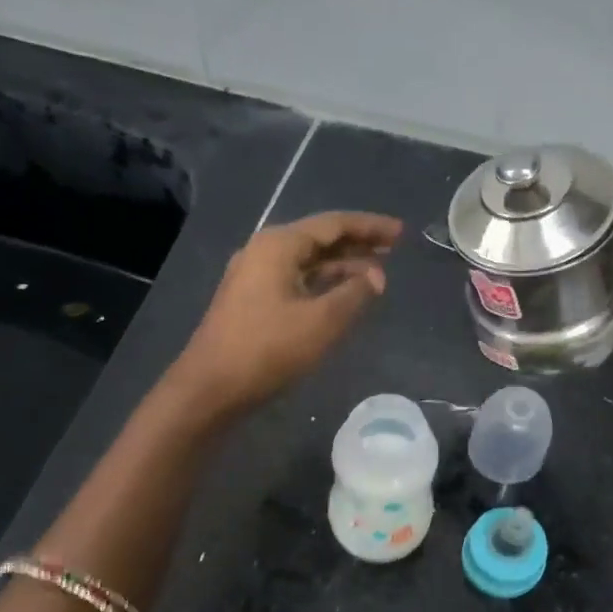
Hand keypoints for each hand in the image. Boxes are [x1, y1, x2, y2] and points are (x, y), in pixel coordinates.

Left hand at [170, 210, 402, 414]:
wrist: (211, 387)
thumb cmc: (268, 349)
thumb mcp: (321, 322)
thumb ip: (354, 294)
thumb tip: (377, 276)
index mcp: (279, 245)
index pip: (333, 224)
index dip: (370, 227)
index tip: (400, 233)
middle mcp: (264, 251)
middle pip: (319, 239)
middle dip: (357, 245)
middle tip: (393, 250)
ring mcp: (255, 277)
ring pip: (308, 262)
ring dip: (342, 267)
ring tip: (376, 276)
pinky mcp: (252, 301)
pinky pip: (296, 281)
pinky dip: (323, 284)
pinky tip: (342, 297)